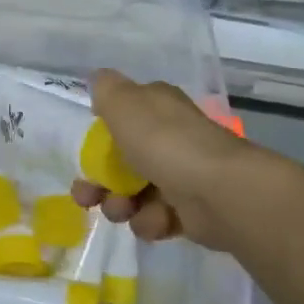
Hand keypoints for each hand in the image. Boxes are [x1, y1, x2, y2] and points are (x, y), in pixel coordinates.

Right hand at [72, 70, 275, 254]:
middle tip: (87, 197)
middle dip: (100, 181)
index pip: (123, 116)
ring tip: (122, 211)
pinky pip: (157, 217)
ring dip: (121, 205)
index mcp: (156, 107)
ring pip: (134, 192)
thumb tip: (99, 81)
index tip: (86, 153)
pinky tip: (156, 221)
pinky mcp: (191, 211)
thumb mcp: (123, 103)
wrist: (218, 192)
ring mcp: (181, 174)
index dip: (100, 136)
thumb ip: (105, 89)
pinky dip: (151, 221)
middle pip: (122, 160)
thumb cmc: (164, 142)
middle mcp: (170, 137)